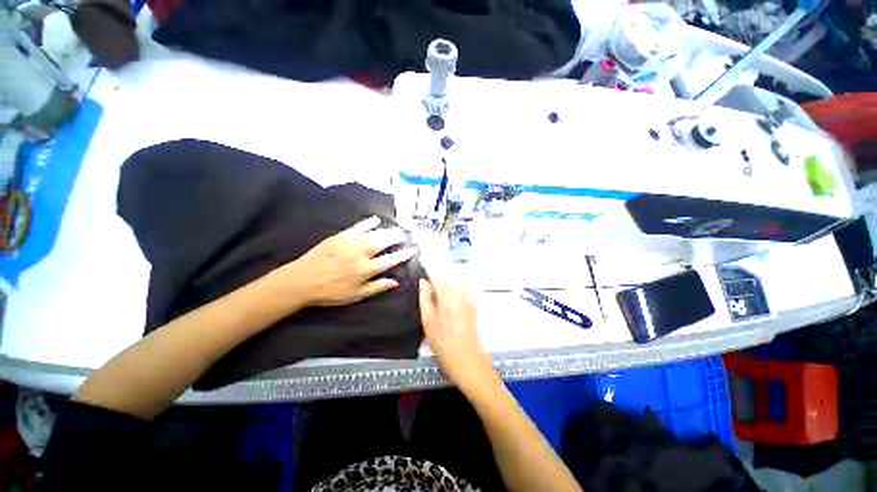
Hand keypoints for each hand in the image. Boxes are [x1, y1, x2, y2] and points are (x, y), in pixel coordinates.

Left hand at [280, 216, 416, 307]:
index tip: (411, 250)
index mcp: (365, 270)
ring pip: (373, 234)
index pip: (389, 260)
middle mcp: (360, 254)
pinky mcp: (339, 237)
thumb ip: (376, 287)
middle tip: (405, 234)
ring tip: (396, 228)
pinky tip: (375, 219)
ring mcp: (350, 244)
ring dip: (386, 230)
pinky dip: (367, 222)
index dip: (402, 255)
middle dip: (396, 237)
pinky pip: (357, 227)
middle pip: (383, 243)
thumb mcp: (355, 295)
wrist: (301, 281)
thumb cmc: (329, 292)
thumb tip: (395, 282)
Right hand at [419, 278, 496, 392]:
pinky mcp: (472, 306)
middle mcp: (460, 293)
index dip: (428, 273)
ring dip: (444, 286)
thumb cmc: (443, 343)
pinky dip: (452, 293)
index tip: (421, 274)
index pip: (437, 275)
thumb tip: (423, 282)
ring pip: (453, 285)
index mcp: (447, 295)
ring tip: (434, 297)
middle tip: (426, 289)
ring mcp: (468, 299)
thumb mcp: (428, 321)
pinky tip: (446, 305)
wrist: (467, 360)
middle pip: (446, 278)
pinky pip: (460, 292)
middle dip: (436, 279)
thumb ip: (425, 298)